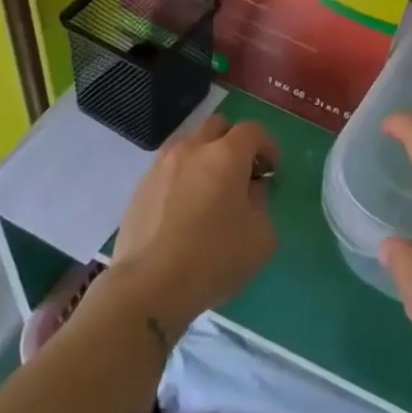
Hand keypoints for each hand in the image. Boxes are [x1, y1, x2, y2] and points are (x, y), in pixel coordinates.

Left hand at [112, 113, 278, 336]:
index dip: (268, 145)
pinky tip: (185, 211)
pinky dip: (183, 178)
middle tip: (243, 174)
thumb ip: (262, 203)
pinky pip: (169, 169)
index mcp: (226, 155)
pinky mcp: (140, 188)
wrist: (149, 286)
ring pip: (189, 145)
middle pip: (218, 126)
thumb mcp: (261, 236)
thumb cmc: (215, 258)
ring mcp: (161, 166)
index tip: (272, 170)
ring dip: (206, 157)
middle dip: (235, 142)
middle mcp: (192, 150)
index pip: (253, 130)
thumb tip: (249, 190)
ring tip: (211, 191)